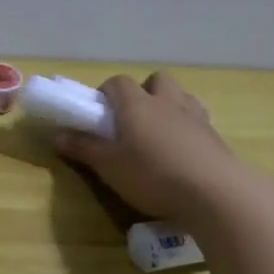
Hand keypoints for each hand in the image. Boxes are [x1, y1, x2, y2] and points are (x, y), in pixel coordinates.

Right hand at [55, 72, 259, 229]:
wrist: (215, 193)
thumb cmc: (151, 174)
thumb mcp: (108, 166)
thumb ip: (83, 148)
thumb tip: (58, 135)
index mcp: (137, 104)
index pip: (118, 82)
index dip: (106, 92)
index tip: (99, 112)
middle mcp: (167, 103)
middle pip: (157, 80)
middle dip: (143, 92)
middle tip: (131, 119)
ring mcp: (196, 118)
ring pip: (181, 97)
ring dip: (168, 106)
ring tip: (158, 133)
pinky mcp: (216, 137)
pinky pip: (198, 120)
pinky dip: (187, 128)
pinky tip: (181, 153)